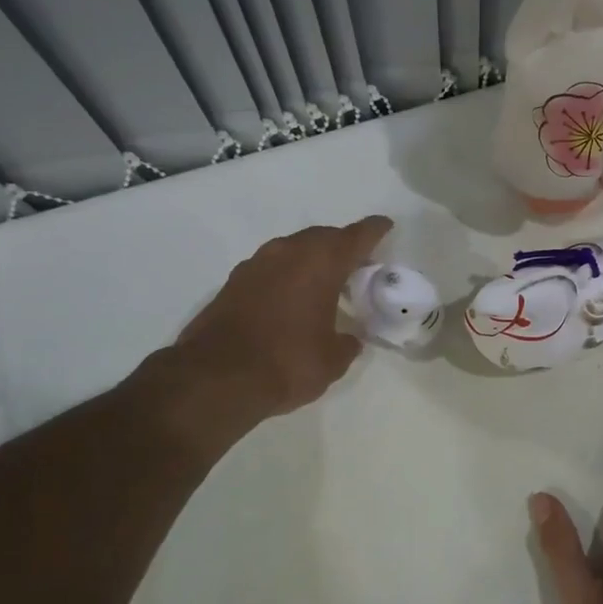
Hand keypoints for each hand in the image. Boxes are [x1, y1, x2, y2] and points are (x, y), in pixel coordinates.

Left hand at [149, 217, 391, 432]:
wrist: (217, 377)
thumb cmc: (288, 362)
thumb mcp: (332, 360)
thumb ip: (347, 343)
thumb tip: (349, 339)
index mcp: (321, 263)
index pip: (356, 236)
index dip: (374, 231)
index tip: (385, 225)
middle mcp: (288, 253)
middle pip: (322, 238)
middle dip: (341, 245)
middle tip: (357, 262)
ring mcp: (256, 265)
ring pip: (293, 250)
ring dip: (311, 260)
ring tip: (325, 280)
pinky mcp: (233, 283)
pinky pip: (271, 268)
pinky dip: (286, 275)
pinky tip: (291, 297)